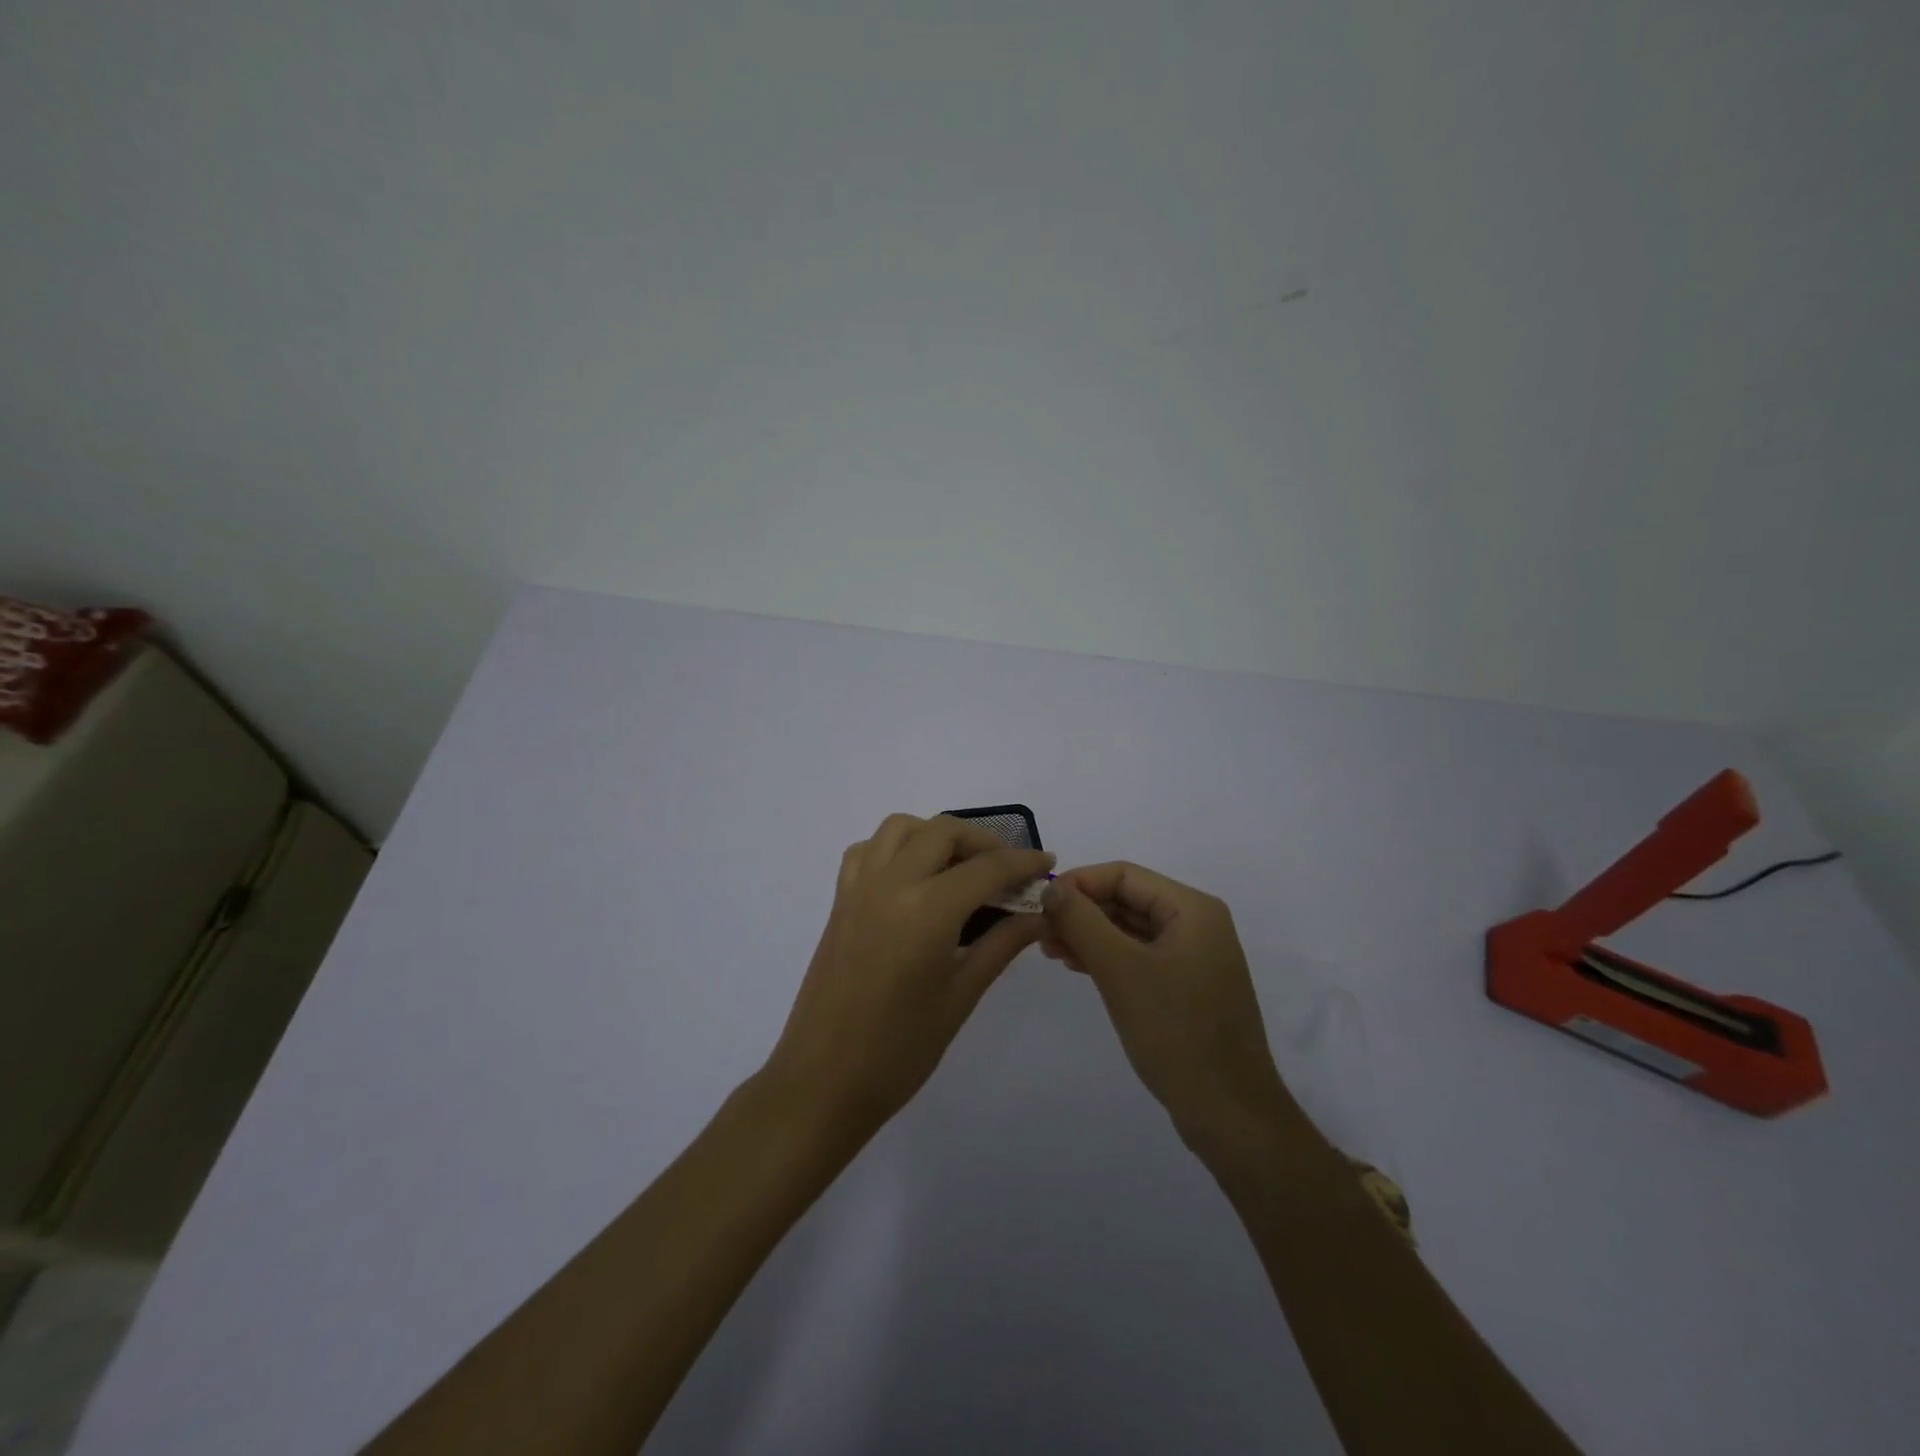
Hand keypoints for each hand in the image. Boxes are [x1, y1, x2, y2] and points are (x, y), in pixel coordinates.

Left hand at [764, 814, 1054, 1139]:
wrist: (823, 1082)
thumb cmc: (899, 1050)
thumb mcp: (961, 996)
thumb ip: (1003, 945)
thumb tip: (1041, 915)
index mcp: (927, 909)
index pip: (987, 868)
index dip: (1023, 862)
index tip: (1047, 864)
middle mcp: (890, 883)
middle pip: (943, 831)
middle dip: (983, 842)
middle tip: (1008, 872)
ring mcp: (859, 888)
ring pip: (901, 828)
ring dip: (937, 835)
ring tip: (961, 868)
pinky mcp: (839, 900)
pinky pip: (868, 850)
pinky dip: (896, 847)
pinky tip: (912, 879)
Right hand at [1041, 862, 1294, 1146]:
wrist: (1229, 1114)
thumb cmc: (1176, 1032)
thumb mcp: (1121, 970)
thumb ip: (1082, 921)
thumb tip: (1051, 885)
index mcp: (1192, 909)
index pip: (1124, 875)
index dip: (1079, 882)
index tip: (1039, 902)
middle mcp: (1196, 924)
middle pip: (1127, 899)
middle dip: (1082, 910)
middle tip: (1039, 930)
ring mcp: (1193, 957)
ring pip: (1130, 929)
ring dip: (1089, 934)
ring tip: (1049, 949)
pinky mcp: (1185, 987)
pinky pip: (1139, 956)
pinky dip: (1107, 956)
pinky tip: (1076, 965)